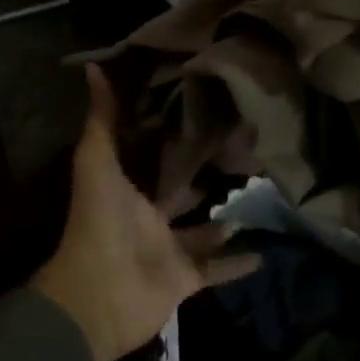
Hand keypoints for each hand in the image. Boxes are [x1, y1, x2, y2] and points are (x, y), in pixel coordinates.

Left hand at [32, 65, 259, 360]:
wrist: (98, 294)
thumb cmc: (98, 219)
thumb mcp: (96, 160)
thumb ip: (101, 117)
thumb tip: (94, 66)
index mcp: (128, 187)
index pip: (152, 155)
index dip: (170, 134)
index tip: (200, 109)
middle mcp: (149, 216)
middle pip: (181, 191)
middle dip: (204, 175)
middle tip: (241, 151)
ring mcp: (168, 249)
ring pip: (202, 231)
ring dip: (226, 219)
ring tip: (260, 196)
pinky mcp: (185, 279)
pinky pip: (216, 270)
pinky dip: (237, 264)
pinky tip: (265, 253)